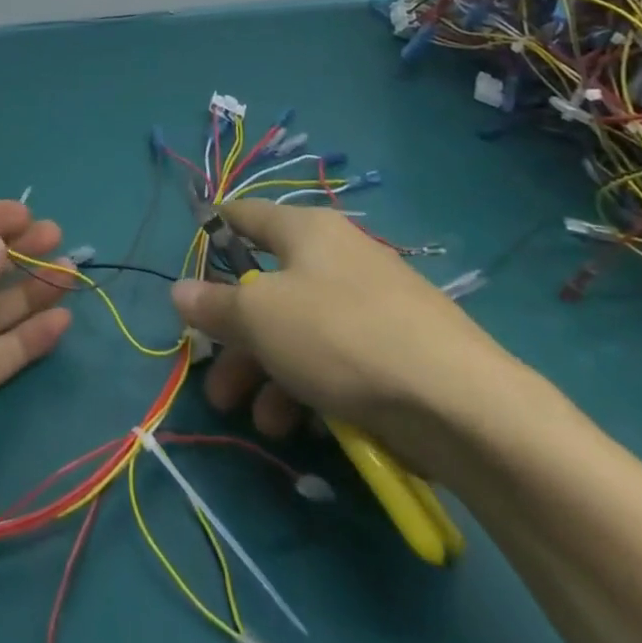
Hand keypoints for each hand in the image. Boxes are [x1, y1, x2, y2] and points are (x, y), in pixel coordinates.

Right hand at [169, 201, 520, 466]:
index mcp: (306, 230)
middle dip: (238, 338)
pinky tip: (301, 427)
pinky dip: (313, 386)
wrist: (463, 405)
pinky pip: (338, 358)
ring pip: (302, 330)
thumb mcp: (260, 319)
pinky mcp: (400, 350)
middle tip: (218, 381)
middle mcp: (338, 256)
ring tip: (262, 421)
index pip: (246, 215)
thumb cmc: (341, 337)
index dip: (215, 232)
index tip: (191, 261)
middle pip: (270, 287)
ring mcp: (373, 304)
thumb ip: (214, 306)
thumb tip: (177, 291)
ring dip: (271, 374)